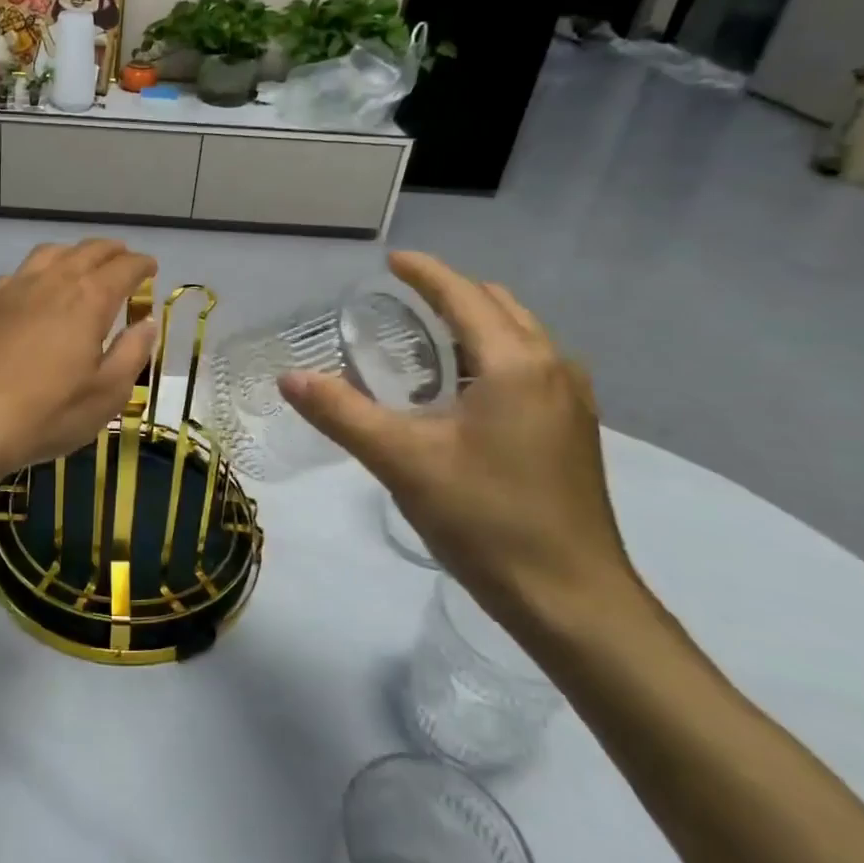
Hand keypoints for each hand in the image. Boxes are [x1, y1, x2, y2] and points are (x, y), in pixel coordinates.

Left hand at [0, 240, 160, 477]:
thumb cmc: (46, 413)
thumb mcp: (106, 394)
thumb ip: (132, 353)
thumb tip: (147, 323)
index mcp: (89, 299)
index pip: (124, 267)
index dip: (141, 265)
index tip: (151, 269)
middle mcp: (52, 281)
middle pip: (88, 251)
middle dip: (112, 251)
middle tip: (124, 261)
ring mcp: (13, 288)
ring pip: (50, 253)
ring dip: (74, 253)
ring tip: (82, 266)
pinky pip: (18, 272)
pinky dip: (38, 272)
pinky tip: (34, 291)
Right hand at [279, 251, 640, 630]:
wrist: (573, 601)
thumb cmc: (487, 520)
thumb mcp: (402, 462)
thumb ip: (342, 413)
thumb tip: (289, 378)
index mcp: (516, 364)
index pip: (464, 296)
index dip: (425, 273)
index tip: (391, 261)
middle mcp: (553, 368)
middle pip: (498, 307)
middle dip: (450, 294)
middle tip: (400, 302)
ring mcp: (572, 400)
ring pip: (519, 337)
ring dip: (473, 325)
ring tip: (425, 341)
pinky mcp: (574, 430)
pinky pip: (529, 367)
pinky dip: (492, 355)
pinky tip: (462, 391)